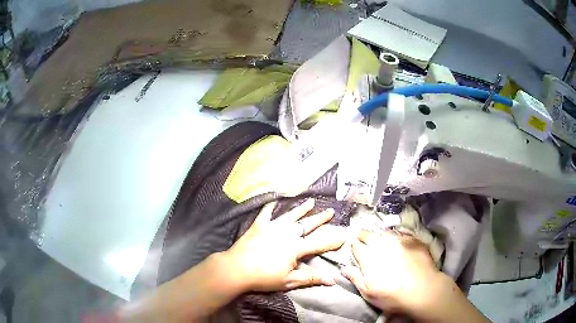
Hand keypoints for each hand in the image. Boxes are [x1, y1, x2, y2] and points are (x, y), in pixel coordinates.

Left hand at [221, 198, 345, 291]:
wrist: (237, 269)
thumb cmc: (263, 277)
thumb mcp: (289, 281)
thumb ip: (311, 278)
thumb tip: (332, 280)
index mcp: (295, 248)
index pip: (319, 243)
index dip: (332, 240)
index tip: (344, 235)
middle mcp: (286, 234)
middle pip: (307, 225)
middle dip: (320, 218)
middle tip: (331, 211)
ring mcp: (272, 227)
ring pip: (290, 216)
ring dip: (301, 209)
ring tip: (310, 201)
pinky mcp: (258, 226)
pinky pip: (266, 213)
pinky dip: (270, 206)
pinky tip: (274, 200)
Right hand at [341, 230, 446, 316]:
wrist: (422, 290)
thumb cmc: (392, 296)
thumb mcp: (368, 293)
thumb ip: (355, 278)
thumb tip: (343, 268)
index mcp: (369, 257)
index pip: (356, 245)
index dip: (352, 243)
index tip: (351, 242)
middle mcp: (382, 245)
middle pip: (369, 235)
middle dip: (363, 234)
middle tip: (361, 235)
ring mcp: (399, 240)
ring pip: (385, 232)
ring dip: (380, 234)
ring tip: (379, 237)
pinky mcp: (414, 240)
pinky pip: (402, 233)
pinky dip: (397, 235)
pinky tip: (398, 239)